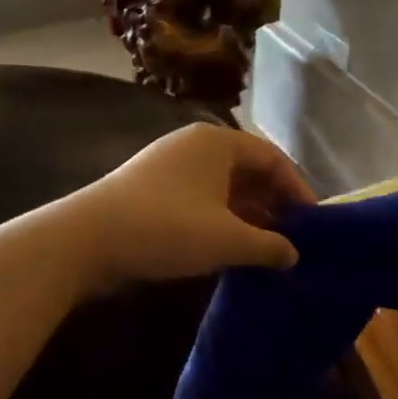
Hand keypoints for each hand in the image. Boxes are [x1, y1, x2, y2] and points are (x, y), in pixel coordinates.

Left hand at [67, 123, 315, 292]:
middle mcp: (195, 146)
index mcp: (218, 142)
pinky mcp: (152, 191)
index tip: (312, 223)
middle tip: (292, 238)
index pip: (272, 158)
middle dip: (273, 204)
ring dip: (248, 216)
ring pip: (224, 188)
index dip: (297, 189)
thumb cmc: (166, 228)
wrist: (85, 241)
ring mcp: (170, 167)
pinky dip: (221, 220)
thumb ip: (268, 246)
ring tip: (266, 248)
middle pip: (248, 171)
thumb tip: (293, 255)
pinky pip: (201, 199)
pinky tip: (230, 248)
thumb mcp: (227, 239)